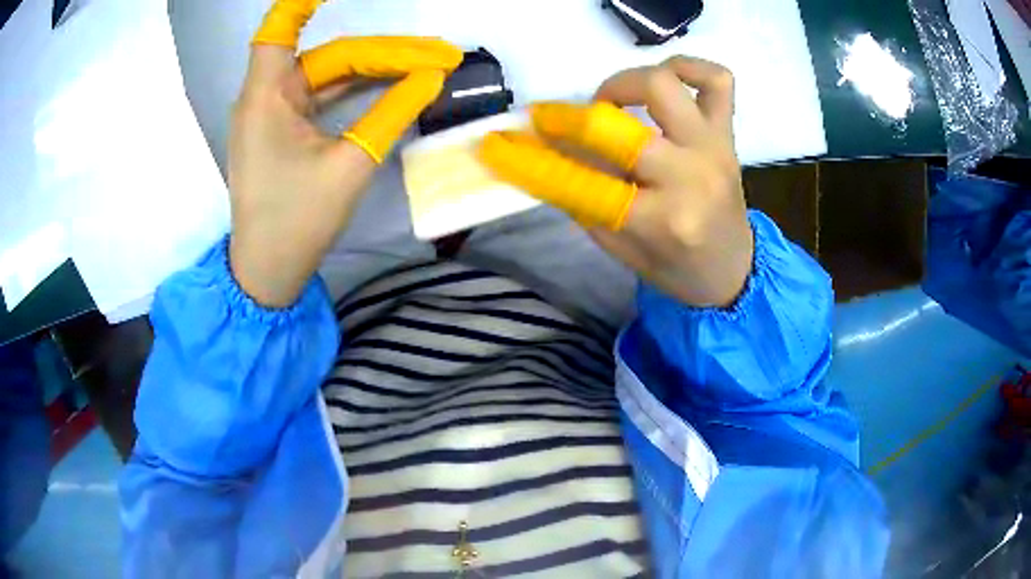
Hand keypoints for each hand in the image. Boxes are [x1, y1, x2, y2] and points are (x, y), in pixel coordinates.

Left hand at [230, 0, 460, 306]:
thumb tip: (431, 77)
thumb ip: (391, 114)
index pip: (279, 31)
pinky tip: (394, 82)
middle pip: (331, 55)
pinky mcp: (286, 129)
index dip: (304, 3)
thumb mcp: (349, 165)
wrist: (269, 271)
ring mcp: (276, 113)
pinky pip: (325, 94)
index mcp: (267, 97)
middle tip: (442, 56)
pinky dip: (359, 87)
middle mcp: (267, 96)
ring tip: (431, 66)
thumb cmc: (298, 222)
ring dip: (378, 68)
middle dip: (386, 52)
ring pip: (331, 74)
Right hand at [478, 57, 751, 307]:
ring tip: (612, 102)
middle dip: (568, 119)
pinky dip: (688, 66)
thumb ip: (580, 199)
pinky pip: (716, 78)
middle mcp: (690, 177)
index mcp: (660, 221)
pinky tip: (667, 80)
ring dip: (622, 83)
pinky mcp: (728, 132)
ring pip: (663, 85)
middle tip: (553, 121)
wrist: (733, 270)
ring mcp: (714, 148)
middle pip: (617, 126)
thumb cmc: (674, 268)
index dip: (531, 162)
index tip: (498, 145)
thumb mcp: (619, 247)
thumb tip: (542, 152)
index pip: (581, 183)